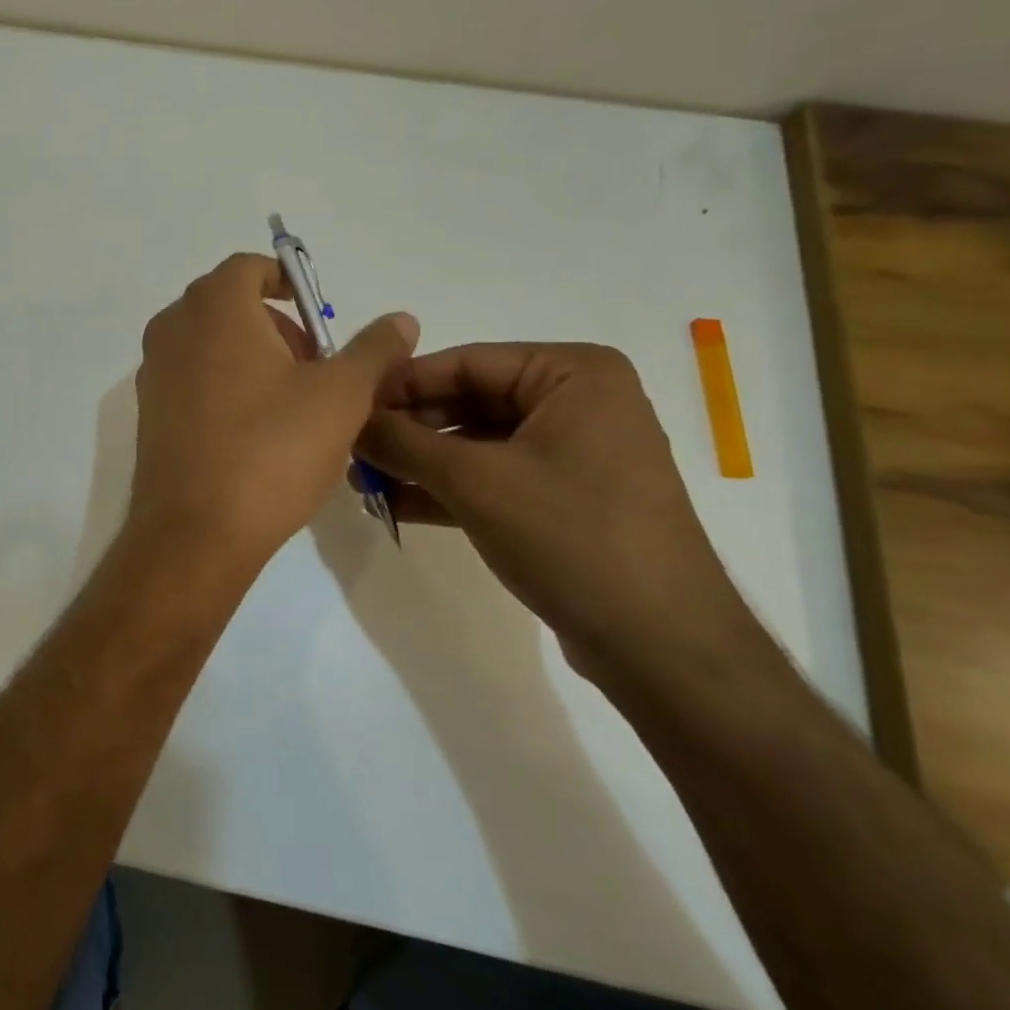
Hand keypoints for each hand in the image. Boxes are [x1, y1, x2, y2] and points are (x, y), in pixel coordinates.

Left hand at [128, 254, 418, 569]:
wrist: (195, 532)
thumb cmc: (271, 450)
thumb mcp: (341, 396)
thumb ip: (373, 349)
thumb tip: (401, 319)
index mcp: (214, 307)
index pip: (249, 268)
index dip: (289, 284)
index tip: (318, 320)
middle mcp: (173, 328)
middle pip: (229, 304)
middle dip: (276, 325)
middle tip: (314, 368)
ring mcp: (153, 371)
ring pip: (210, 342)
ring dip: (251, 356)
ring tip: (291, 404)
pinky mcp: (148, 411)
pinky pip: (191, 376)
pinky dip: (224, 383)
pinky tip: (254, 431)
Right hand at [356, 343, 760, 684]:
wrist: (661, 647)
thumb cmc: (572, 537)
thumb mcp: (474, 481)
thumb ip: (403, 443)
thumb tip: (348, 420)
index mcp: (573, 374)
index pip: (466, 362)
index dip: (401, 384)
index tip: (347, 405)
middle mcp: (577, 402)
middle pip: (469, 400)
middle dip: (408, 429)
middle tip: (351, 448)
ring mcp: (573, 452)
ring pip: (476, 443)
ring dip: (419, 462)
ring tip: (362, 481)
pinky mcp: (565, 498)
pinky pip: (494, 477)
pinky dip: (447, 489)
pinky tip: (394, 503)